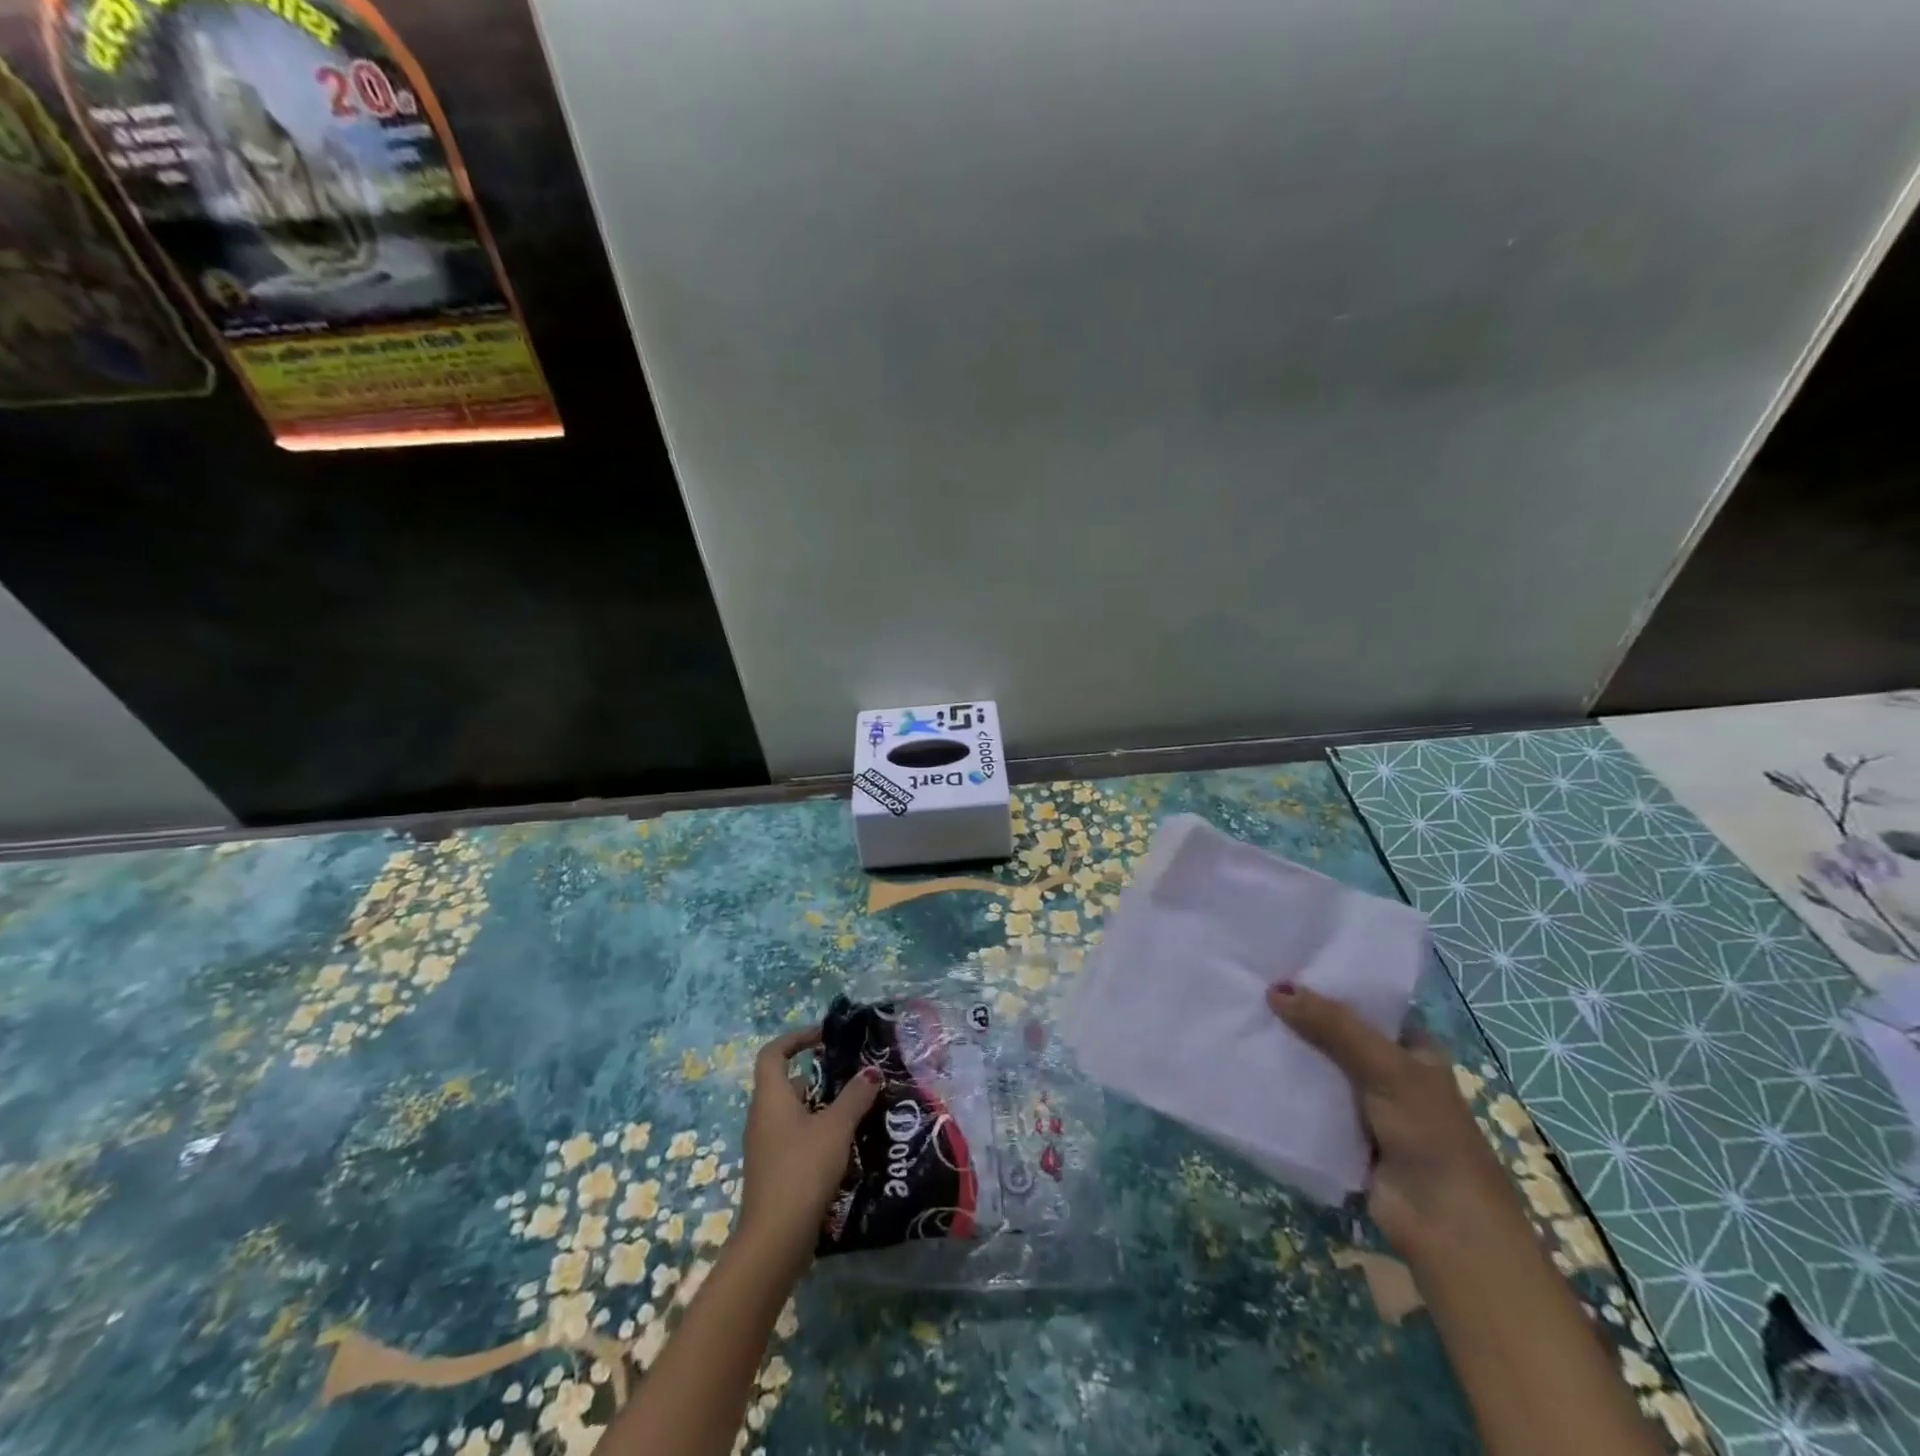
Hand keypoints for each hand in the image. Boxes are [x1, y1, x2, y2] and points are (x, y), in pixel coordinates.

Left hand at [737, 1027, 881, 1274]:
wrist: (775, 1240)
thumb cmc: (802, 1170)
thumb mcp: (836, 1127)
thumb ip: (855, 1096)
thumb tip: (871, 1071)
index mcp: (770, 1097)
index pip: (773, 1053)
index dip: (796, 1038)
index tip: (824, 1037)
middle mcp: (762, 1117)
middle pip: (787, 1084)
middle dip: (818, 1077)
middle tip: (852, 1078)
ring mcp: (765, 1147)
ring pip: (794, 1114)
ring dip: (822, 1108)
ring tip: (857, 1110)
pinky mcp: (774, 1172)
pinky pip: (796, 1139)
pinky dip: (818, 1134)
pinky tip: (845, 1146)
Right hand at [1267, 984, 1524, 1264]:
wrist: (1443, 1225)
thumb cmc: (1429, 1134)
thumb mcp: (1384, 1067)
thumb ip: (1332, 1026)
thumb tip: (1275, 988)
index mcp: (1412, 1047)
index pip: (1365, 1002)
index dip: (1329, 983)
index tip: (1282, 962)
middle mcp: (1388, 1070)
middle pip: (1335, 1032)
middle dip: (1299, 1015)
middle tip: (1250, 984)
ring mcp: (1363, 1103)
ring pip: (1318, 1065)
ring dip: (1288, 1050)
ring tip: (1241, 1016)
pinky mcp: (1340, 1132)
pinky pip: (1306, 1099)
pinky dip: (1283, 1086)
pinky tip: (1248, 1062)